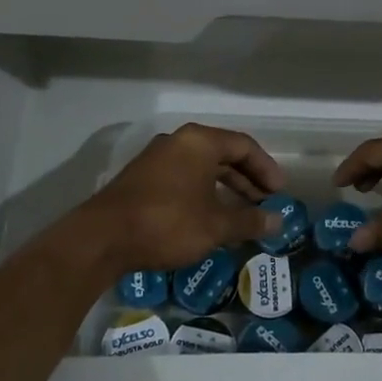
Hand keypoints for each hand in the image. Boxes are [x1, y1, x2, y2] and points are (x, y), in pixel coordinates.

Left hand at [75, 123, 284, 276]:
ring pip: (202, 167)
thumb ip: (249, 221)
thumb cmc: (167, 223)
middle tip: (265, 202)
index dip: (266, 168)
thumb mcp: (215, 226)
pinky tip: (210, 217)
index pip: (244, 146)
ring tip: (242, 213)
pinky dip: (204, 193)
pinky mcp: (142, 178)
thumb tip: (278, 222)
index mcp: (199, 142)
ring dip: (226, 188)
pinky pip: (184, 178)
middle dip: (247, 179)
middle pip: (223, 154)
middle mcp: (178, 142)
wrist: (101, 239)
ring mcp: (157, 158)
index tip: (279, 193)